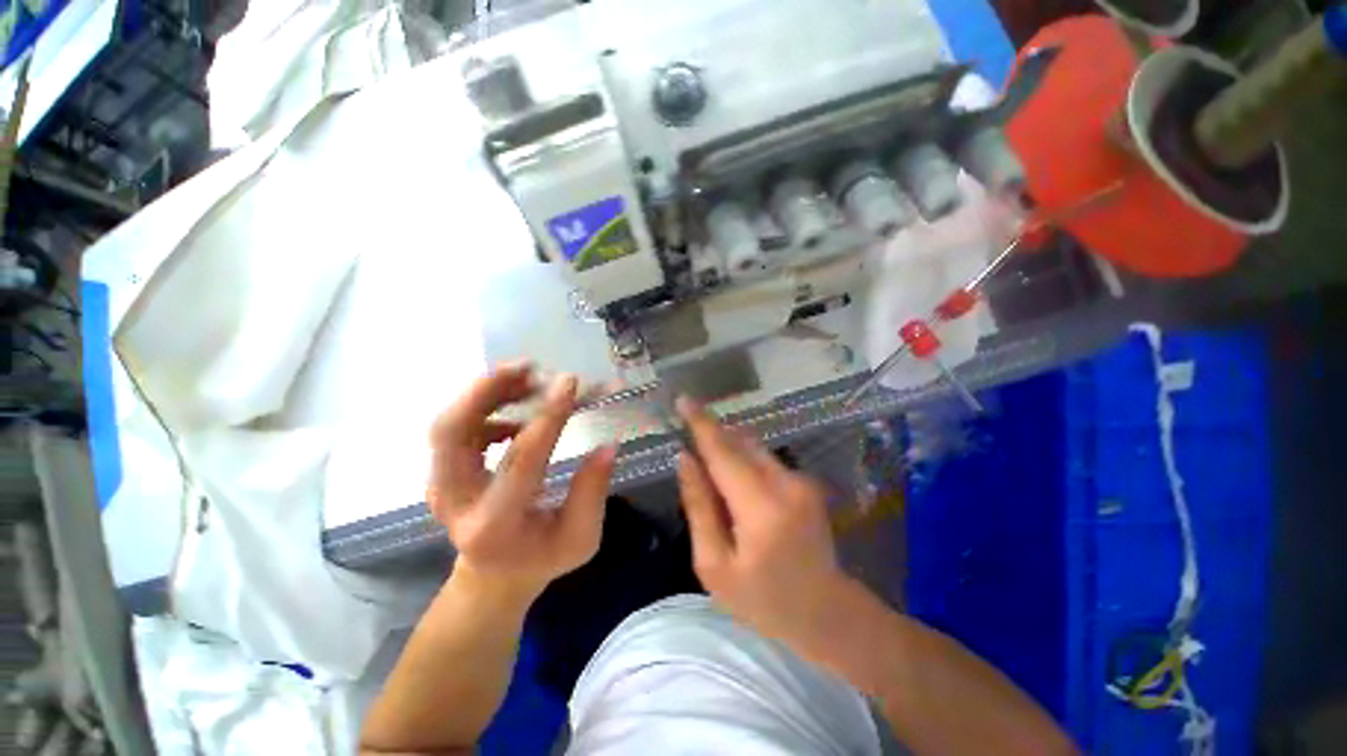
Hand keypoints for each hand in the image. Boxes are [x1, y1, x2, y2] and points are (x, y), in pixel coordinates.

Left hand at [427, 363, 616, 596]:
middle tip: (527, 366)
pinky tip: (518, 410)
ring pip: (449, 424)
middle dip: (487, 390)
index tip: (569, 382)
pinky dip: (487, 407)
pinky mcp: (442, 473)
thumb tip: (607, 445)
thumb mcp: (581, 538)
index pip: (521, 459)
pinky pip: (458, 428)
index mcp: (495, 524)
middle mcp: (455, 502)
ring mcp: (441, 486)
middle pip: (451, 432)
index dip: (547, 416)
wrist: (493, 577)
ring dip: (488, 392)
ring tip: (530, 378)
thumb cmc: (541, 559)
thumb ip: (592, 491)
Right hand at [675, 397, 848, 646]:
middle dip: (712, 433)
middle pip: (739, 442)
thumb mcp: (715, 565)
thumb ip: (699, 507)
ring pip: (752, 448)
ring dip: (727, 447)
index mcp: (761, 508)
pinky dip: (742, 461)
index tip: (683, 400)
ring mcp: (801, 481)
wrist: (827, 614)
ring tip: (708, 467)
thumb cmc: (763, 601)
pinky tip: (733, 485)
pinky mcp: (805, 482)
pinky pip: (764, 459)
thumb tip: (684, 459)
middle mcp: (786, 483)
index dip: (701, 423)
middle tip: (686, 432)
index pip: (723, 452)